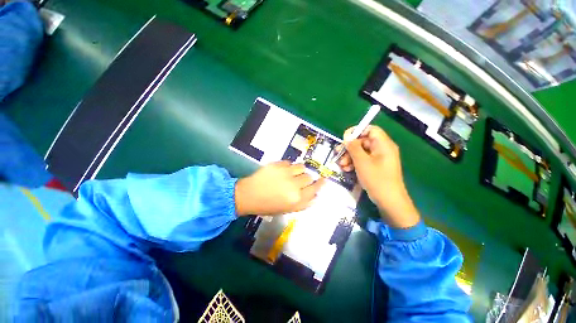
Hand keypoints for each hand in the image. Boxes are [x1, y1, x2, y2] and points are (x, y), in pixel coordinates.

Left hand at [235, 161, 324, 215]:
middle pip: (309, 176)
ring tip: (291, 174)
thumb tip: (316, 196)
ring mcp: (286, 173)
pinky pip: (290, 162)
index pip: (315, 189)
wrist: (249, 195)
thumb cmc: (268, 205)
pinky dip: (288, 167)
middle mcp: (294, 185)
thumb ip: (304, 203)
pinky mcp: (278, 164)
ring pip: (301, 167)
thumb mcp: (288, 209)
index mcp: (297, 198)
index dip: (320, 183)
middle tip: (299, 180)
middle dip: (306, 178)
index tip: (323, 180)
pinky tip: (281, 171)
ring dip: (299, 170)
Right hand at [338, 125, 419, 227]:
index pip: (371, 129)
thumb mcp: (362, 162)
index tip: (345, 138)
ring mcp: (379, 159)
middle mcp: (382, 149)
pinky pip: (363, 160)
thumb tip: (347, 135)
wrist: (389, 201)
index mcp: (383, 144)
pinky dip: (354, 163)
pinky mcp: (375, 167)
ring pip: (361, 152)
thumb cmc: (376, 179)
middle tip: (338, 154)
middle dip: (349, 148)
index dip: (357, 131)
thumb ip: (353, 147)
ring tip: (342, 165)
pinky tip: (347, 169)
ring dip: (350, 157)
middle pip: (363, 141)